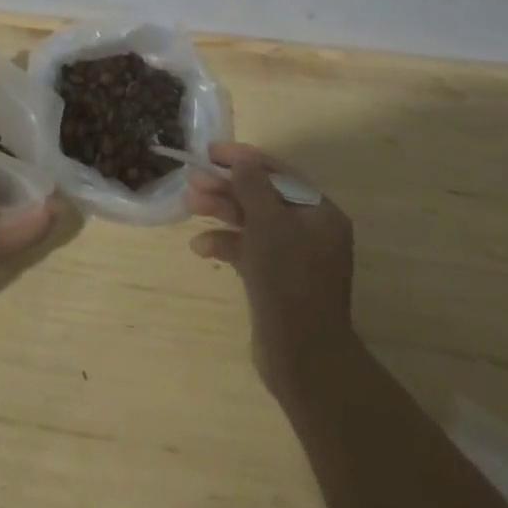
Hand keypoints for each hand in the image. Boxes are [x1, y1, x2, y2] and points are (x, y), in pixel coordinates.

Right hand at [185, 141, 357, 402]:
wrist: (302, 356)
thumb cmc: (288, 278)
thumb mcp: (268, 222)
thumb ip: (252, 184)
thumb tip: (242, 160)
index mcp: (319, 213)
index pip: (278, 173)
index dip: (243, 159)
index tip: (210, 151)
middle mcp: (310, 231)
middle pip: (262, 196)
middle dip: (226, 186)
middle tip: (192, 179)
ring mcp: (292, 257)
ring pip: (251, 222)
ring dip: (220, 210)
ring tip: (188, 204)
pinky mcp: (274, 280)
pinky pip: (248, 250)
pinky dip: (225, 244)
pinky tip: (200, 246)